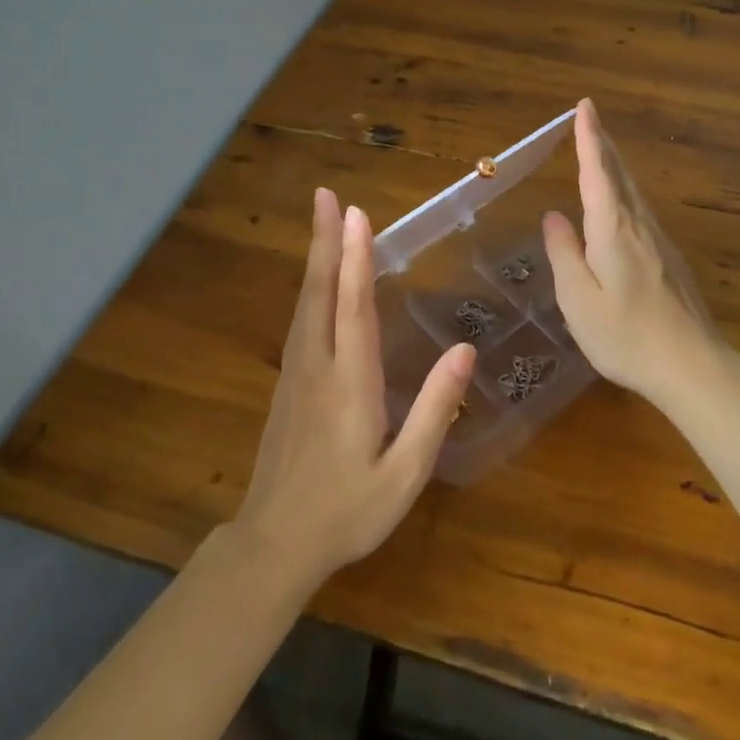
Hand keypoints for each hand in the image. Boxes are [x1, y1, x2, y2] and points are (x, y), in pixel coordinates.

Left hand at [234, 190, 475, 590]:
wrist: (274, 543)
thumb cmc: (347, 511)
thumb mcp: (403, 473)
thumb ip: (434, 411)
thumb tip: (465, 350)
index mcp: (349, 384)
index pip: (353, 308)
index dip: (357, 258)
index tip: (357, 215)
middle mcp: (317, 365)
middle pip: (320, 291)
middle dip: (326, 240)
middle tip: (325, 196)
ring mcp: (296, 371)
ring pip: (306, 301)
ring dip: (316, 256)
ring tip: (323, 219)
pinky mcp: (287, 381)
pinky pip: (300, 319)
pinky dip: (311, 286)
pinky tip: (318, 276)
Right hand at [542, 99, 727, 406]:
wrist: (693, 366)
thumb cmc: (627, 335)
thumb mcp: (578, 299)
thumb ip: (564, 253)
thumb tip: (553, 216)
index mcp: (613, 229)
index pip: (597, 172)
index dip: (589, 138)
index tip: (585, 106)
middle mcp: (638, 225)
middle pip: (620, 173)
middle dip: (603, 142)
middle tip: (590, 116)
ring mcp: (659, 240)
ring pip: (633, 190)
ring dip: (614, 163)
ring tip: (599, 148)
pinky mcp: (669, 258)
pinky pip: (640, 209)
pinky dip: (623, 189)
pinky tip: (618, 201)